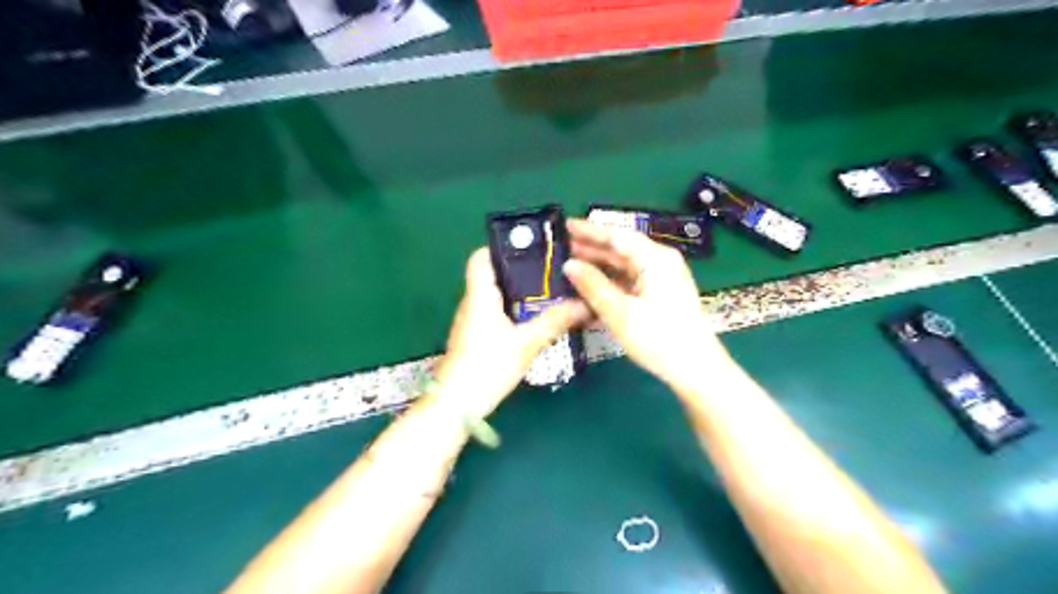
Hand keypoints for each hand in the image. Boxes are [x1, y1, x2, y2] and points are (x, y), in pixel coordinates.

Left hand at [433, 247, 591, 417]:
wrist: (457, 405)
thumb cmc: (487, 366)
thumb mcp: (526, 343)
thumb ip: (555, 321)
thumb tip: (584, 304)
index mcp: (480, 295)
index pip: (481, 257)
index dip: (501, 248)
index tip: (531, 250)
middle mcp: (473, 303)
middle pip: (494, 275)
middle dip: (522, 272)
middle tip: (552, 273)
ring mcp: (473, 321)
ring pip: (497, 296)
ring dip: (521, 294)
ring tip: (551, 293)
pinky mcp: (477, 338)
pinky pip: (498, 314)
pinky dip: (516, 311)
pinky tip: (536, 320)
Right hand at [561, 221, 736, 386]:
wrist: (696, 370)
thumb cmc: (659, 338)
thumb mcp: (620, 312)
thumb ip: (593, 286)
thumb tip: (569, 265)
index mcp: (655, 258)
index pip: (617, 236)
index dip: (589, 230)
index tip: (564, 226)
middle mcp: (660, 263)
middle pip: (620, 250)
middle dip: (591, 249)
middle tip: (560, 248)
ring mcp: (661, 280)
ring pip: (624, 267)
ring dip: (598, 268)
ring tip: (569, 267)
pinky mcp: (660, 297)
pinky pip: (630, 283)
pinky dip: (610, 284)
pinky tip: (590, 290)